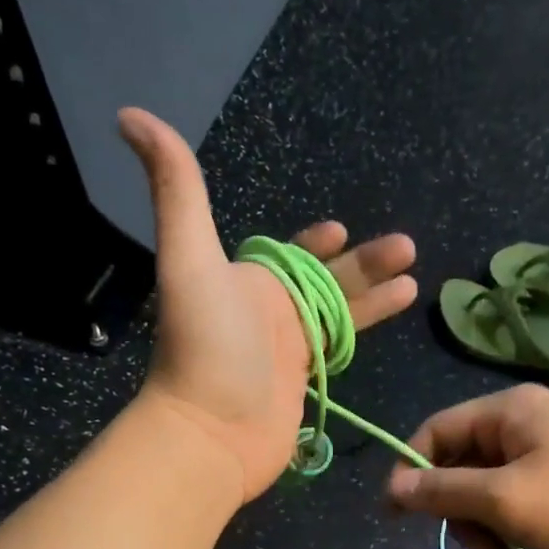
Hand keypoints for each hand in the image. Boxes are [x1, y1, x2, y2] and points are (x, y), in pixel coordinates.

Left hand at [120, 108, 417, 501]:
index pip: (286, 255)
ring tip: (415, 278)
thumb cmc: (206, 345)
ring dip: (375, 294)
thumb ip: (178, 190)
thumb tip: (133, 115)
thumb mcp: (190, 259)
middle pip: (326, 280)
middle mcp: (270, 311)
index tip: (339, 229)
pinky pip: (339, 349)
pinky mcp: (306, 384)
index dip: (313, 242)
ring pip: (340, 313)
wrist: (212, 432)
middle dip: (365, 263)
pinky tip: (396, 318)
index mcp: (249, 280)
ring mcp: (289, 351)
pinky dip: (367, 330)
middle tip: (406, 246)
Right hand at [385, 385, 548, 548]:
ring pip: (490, 486)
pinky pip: (520, 495)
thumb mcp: (506, 500)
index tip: (397, 517)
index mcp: (508, 410)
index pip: (436, 431)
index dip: (411, 471)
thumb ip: (445, 492)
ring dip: (486, 528)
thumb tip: (392, 488)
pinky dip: (513, 526)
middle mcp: (526, 420)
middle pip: (463, 464)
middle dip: (460, 514)